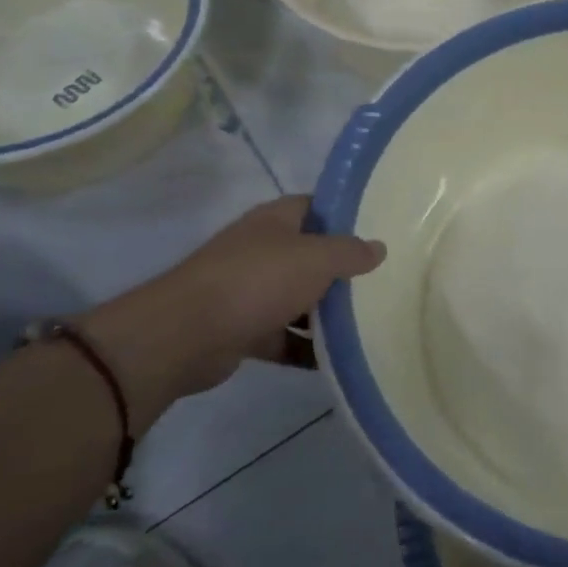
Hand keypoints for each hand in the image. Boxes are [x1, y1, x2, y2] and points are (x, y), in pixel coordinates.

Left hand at [81, 195, 384, 427]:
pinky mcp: (242, 329)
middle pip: (310, 254)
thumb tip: (378, 248)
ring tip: (368, 321)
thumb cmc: (257, 281)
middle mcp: (261, 249)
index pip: (316, 207)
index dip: (346, 215)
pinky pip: (283, 336)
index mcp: (275, 221)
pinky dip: (305, 347)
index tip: (379, 229)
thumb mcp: (316, 258)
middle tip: (382, 280)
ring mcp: (249, 290)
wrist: (185, 335)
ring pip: (298, 297)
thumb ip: (350, 252)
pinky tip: (336, 359)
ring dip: (326, 312)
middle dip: (341, 269)